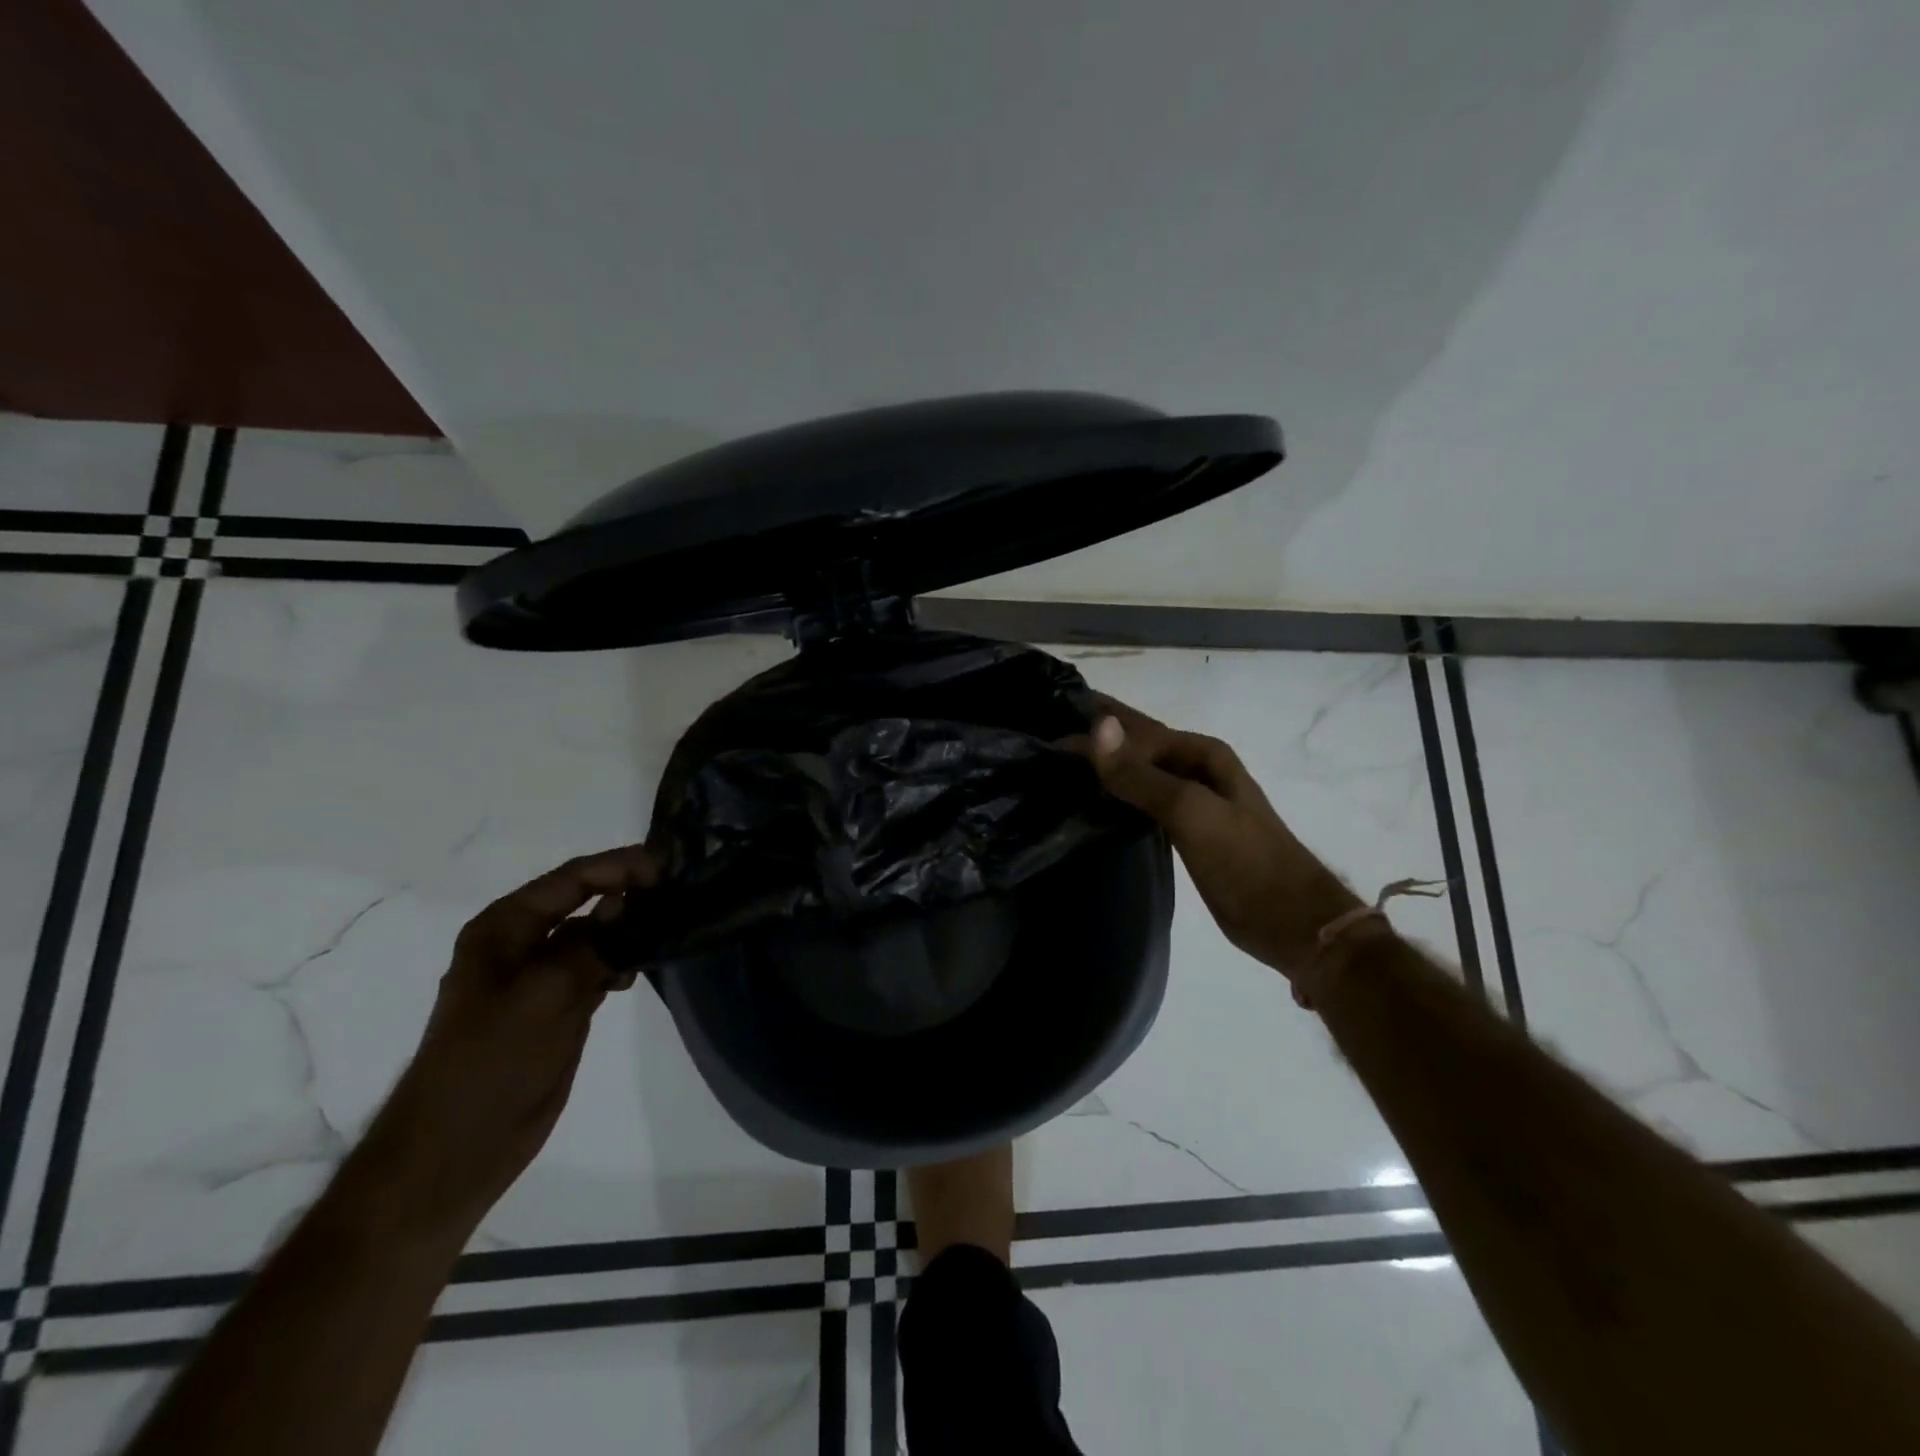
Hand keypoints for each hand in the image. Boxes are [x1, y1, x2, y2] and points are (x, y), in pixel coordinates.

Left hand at [360, 846, 660, 1238]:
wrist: (456, 1151)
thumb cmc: (489, 1066)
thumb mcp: (542, 997)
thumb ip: (588, 945)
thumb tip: (626, 902)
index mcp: (503, 929)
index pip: (571, 880)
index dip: (619, 867)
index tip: (667, 868)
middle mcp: (521, 944)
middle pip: (584, 902)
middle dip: (628, 892)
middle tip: (680, 890)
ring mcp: (540, 977)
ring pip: (595, 935)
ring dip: (629, 928)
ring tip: (670, 925)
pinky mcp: (557, 1006)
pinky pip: (597, 967)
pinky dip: (621, 961)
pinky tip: (640, 969)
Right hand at [1074, 699, 1359, 973]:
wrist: (1291, 922)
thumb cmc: (1246, 862)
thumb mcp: (1191, 812)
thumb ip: (1141, 774)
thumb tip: (1097, 726)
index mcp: (1202, 754)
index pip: (1136, 728)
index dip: (1095, 722)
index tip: (1047, 724)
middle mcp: (1196, 770)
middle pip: (1136, 747)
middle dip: (1095, 740)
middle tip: (1043, 741)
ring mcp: (1192, 803)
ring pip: (1137, 776)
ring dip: (1103, 770)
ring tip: (1055, 769)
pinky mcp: (1185, 834)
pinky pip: (1141, 805)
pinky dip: (1116, 800)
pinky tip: (1090, 806)